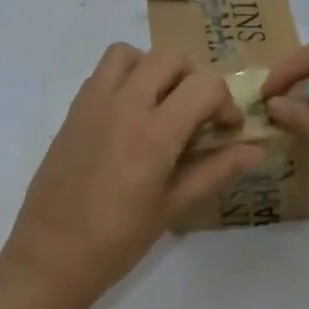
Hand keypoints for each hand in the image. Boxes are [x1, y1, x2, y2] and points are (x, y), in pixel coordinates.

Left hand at [3, 44, 266, 301]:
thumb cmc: (118, 239)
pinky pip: (101, 72)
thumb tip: (257, 151)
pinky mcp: (73, 110)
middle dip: (193, 79)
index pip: (205, 86)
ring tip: (159, 104)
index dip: (226, 102)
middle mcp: (125, 105)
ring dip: (153, 68)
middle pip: (170, 58)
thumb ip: (216, 171)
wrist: (51, 254)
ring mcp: (94, 103)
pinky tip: (127, 116)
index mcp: (155, 133)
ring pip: (130, 54)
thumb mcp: (173, 207)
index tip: (226, 129)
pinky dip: (123, 78)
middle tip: (195, 115)